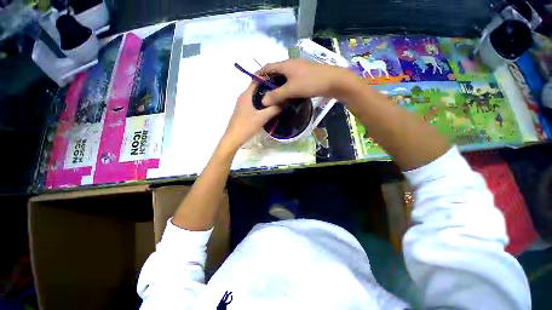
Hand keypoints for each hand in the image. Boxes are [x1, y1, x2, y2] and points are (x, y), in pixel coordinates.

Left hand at [220, 82, 281, 152]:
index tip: (279, 80)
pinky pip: (253, 102)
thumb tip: (285, 102)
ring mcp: (242, 104)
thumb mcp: (262, 118)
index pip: (257, 79)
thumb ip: (274, 109)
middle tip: (280, 91)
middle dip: (268, 88)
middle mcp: (243, 96)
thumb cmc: (247, 126)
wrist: (233, 138)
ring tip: (277, 99)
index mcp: (246, 94)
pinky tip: (268, 108)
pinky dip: (261, 103)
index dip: (268, 78)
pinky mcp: (243, 110)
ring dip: (265, 96)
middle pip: (257, 87)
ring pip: (255, 95)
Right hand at [259, 59, 353, 105]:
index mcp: (285, 64)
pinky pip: (291, 80)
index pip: (267, 67)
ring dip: (278, 85)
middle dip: (268, 81)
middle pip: (275, 71)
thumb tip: (263, 101)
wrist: (333, 81)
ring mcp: (299, 69)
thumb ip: (276, 95)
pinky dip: (286, 87)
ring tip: (273, 96)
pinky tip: (286, 95)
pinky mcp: (305, 75)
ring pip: (284, 77)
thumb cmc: (310, 82)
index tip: (254, 84)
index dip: (259, 74)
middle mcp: (291, 64)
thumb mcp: (291, 90)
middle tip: (264, 93)